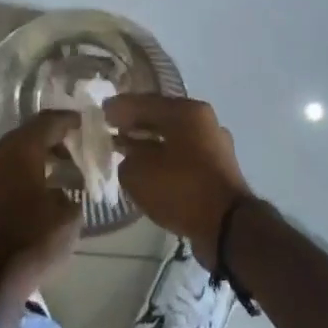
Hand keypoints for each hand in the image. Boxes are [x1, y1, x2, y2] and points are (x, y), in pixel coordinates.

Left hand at [0, 109, 84, 293]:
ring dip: (35, 160)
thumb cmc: (31, 242)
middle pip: (27, 136)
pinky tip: (38, 192)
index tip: (88, 124)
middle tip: (77, 152)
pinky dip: (20, 176)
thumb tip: (67, 184)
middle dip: (53, 142)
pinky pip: (1, 175)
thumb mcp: (69, 215)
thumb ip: (73, 189)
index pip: (48, 121)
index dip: (70, 121)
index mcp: (17, 149)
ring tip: (61, 174)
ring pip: (11, 156)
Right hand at [105, 94, 253, 262]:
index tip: (100, 112)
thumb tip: (130, 157)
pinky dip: (165, 160)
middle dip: (135, 124)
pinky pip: (183, 157)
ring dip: (150, 144)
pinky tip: (149, 171)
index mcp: (187, 111)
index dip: (119, 107)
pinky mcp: (218, 170)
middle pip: (162, 117)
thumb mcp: (139, 173)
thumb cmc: (181, 188)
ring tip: (126, 152)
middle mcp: (205, 122)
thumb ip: (127, 158)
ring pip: (174, 138)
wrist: (227, 225)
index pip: (145, 102)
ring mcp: (215, 146)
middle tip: (111, 130)